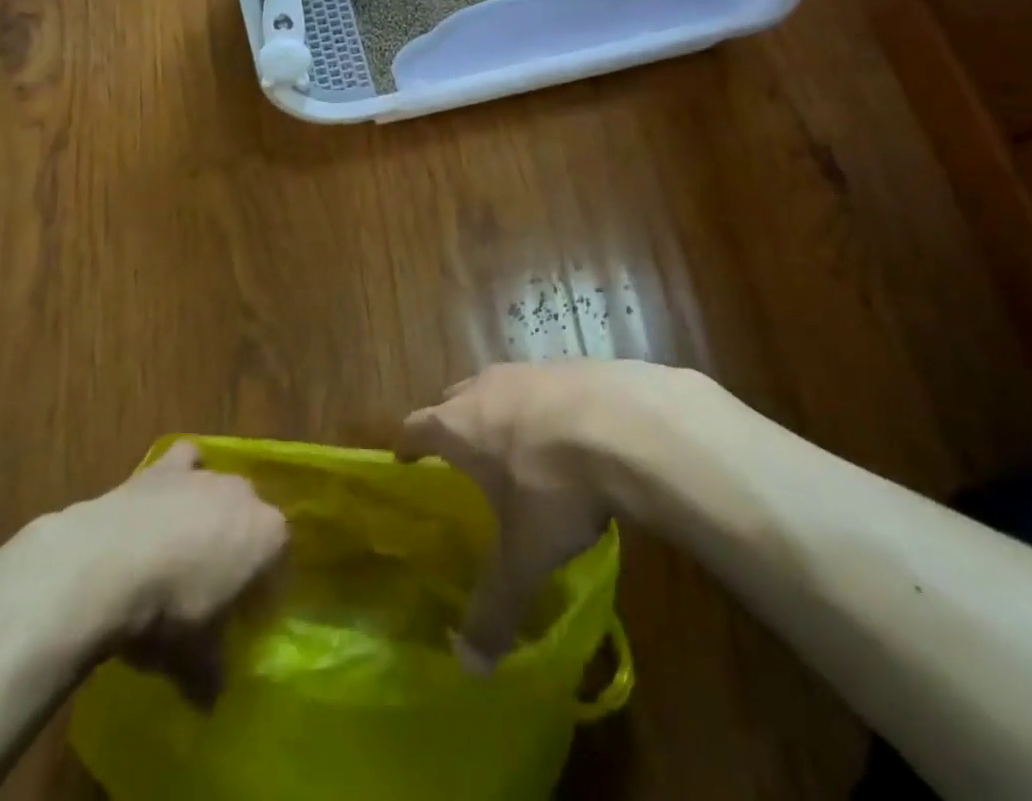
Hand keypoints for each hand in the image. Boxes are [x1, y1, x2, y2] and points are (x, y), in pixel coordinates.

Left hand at [0, 441, 287, 704]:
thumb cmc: (165, 614)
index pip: (279, 563)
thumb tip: (210, 700)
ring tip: (183, 554)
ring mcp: (206, 474)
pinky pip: (187, 460)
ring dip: (210, 517)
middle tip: (211, 593)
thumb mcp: (192, 660)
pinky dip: (182, 473)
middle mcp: (246, 495)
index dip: (262, 594)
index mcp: (268, 536)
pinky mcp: (166, 466)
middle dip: (238, 551)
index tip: (241, 623)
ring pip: (221, 492)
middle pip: (252, 522)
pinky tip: (168, 499)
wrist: (106, 565)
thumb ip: (210, 675)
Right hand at [398, 360, 675, 666]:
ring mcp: (532, 370)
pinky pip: (544, 383)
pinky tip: (569, 431)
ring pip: (500, 385)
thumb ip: (494, 607)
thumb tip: (469, 667)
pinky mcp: (573, 363)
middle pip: (454, 398)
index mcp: (461, 426)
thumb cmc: (557, 487)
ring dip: (500, 410)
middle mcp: (488, 387)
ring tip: (515, 443)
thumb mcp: (525, 556)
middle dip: (452, 423)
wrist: (628, 424)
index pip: (416, 427)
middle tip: (460, 455)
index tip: (403, 457)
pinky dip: (545, 404)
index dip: (407, 443)